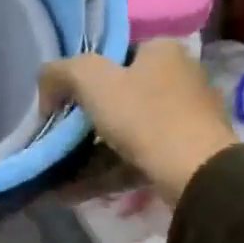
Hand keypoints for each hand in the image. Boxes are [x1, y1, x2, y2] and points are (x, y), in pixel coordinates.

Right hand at [40, 40, 236, 205]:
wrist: (197, 174)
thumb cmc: (145, 116)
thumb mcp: (91, 80)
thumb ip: (60, 72)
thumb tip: (46, 86)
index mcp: (162, 50)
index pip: (113, 53)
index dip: (82, 74)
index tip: (59, 99)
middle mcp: (179, 77)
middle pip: (119, 94)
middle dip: (83, 118)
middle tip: (56, 135)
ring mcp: (184, 118)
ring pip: (125, 131)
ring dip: (88, 152)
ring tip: (57, 171)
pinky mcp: (183, 154)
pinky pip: (134, 159)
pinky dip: (104, 172)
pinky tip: (71, 191)